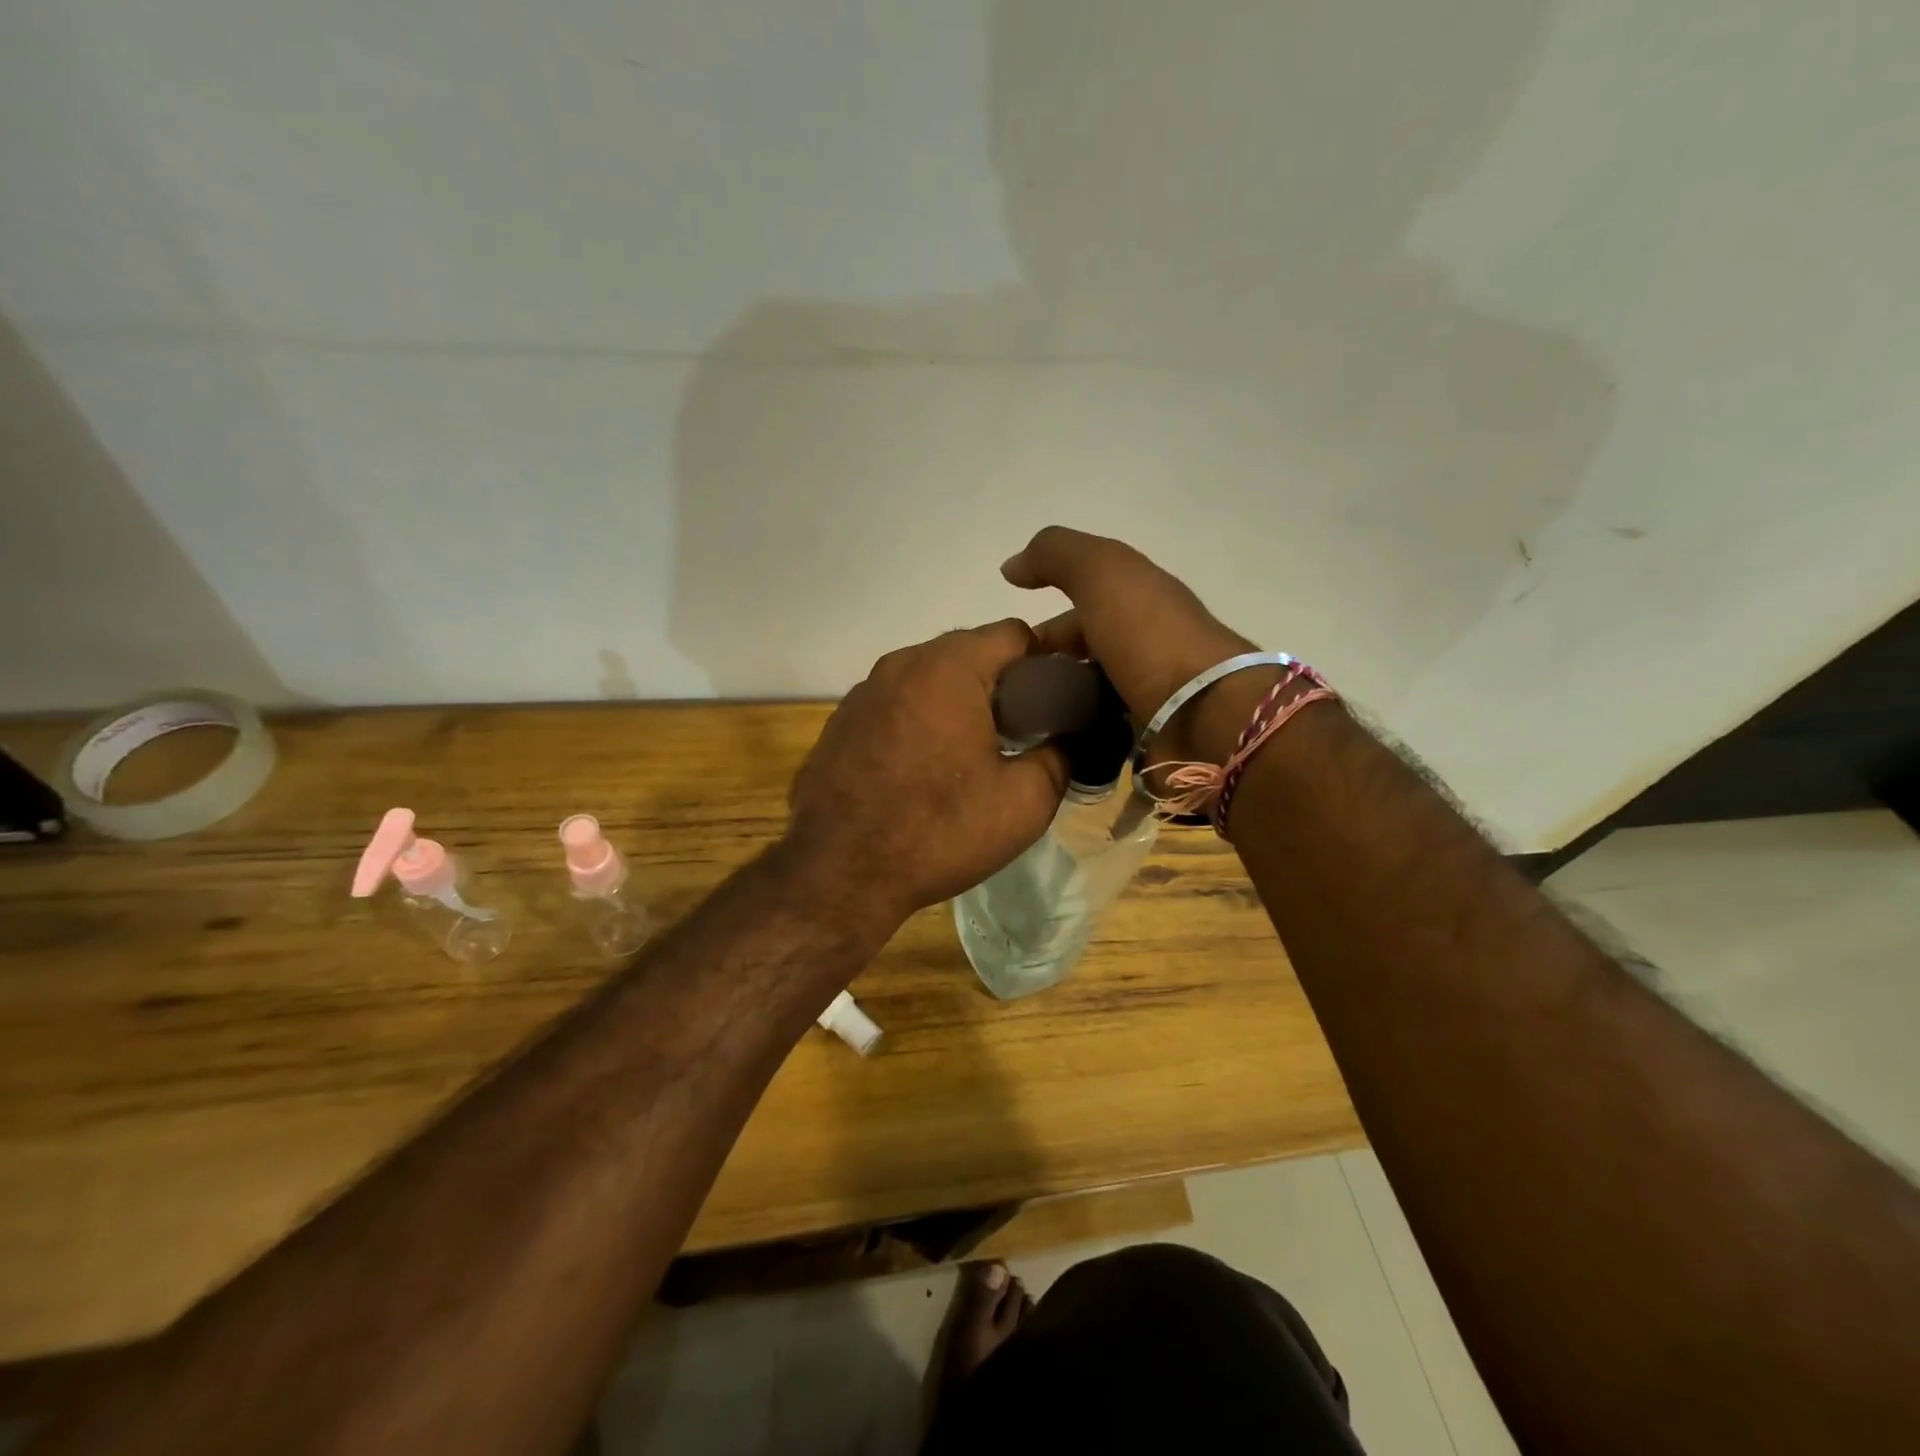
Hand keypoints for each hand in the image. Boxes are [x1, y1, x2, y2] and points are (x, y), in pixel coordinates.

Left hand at [784, 621, 1067, 925]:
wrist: (838, 873)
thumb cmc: (937, 831)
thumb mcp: (1024, 802)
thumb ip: (1059, 757)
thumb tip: (1063, 741)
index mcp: (948, 668)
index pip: (1014, 633)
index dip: (1046, 662)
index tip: (1056, 702)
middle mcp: (900, 664)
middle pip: (968, 652)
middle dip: (1001, 684)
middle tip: (1021, 732)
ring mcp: (862, 692)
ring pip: (928, 679)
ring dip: (957, 703)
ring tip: (970, 755)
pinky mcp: (840, 723)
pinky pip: (895, 706)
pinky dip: (919, 722)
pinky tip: (921, 770)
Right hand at [1001, 527, 1262, 762]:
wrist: (1204, 714)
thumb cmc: (1151, 637)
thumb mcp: (1103, 572)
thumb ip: (1056, 555)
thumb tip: (1012, 567)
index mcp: (1137, 604)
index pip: (1076, 614)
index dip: (1038, 632)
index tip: (1006, 658)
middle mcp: (1143, 647)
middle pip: (1079, 659)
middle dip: (1043, 674)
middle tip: (1010, 699)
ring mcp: (1147, 696)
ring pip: (1085, 699)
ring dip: (1055, 708)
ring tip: (1022, 728)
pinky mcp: (1147, 739)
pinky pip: (1098, 735)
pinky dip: (1074, 738)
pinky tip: (1049, 748)